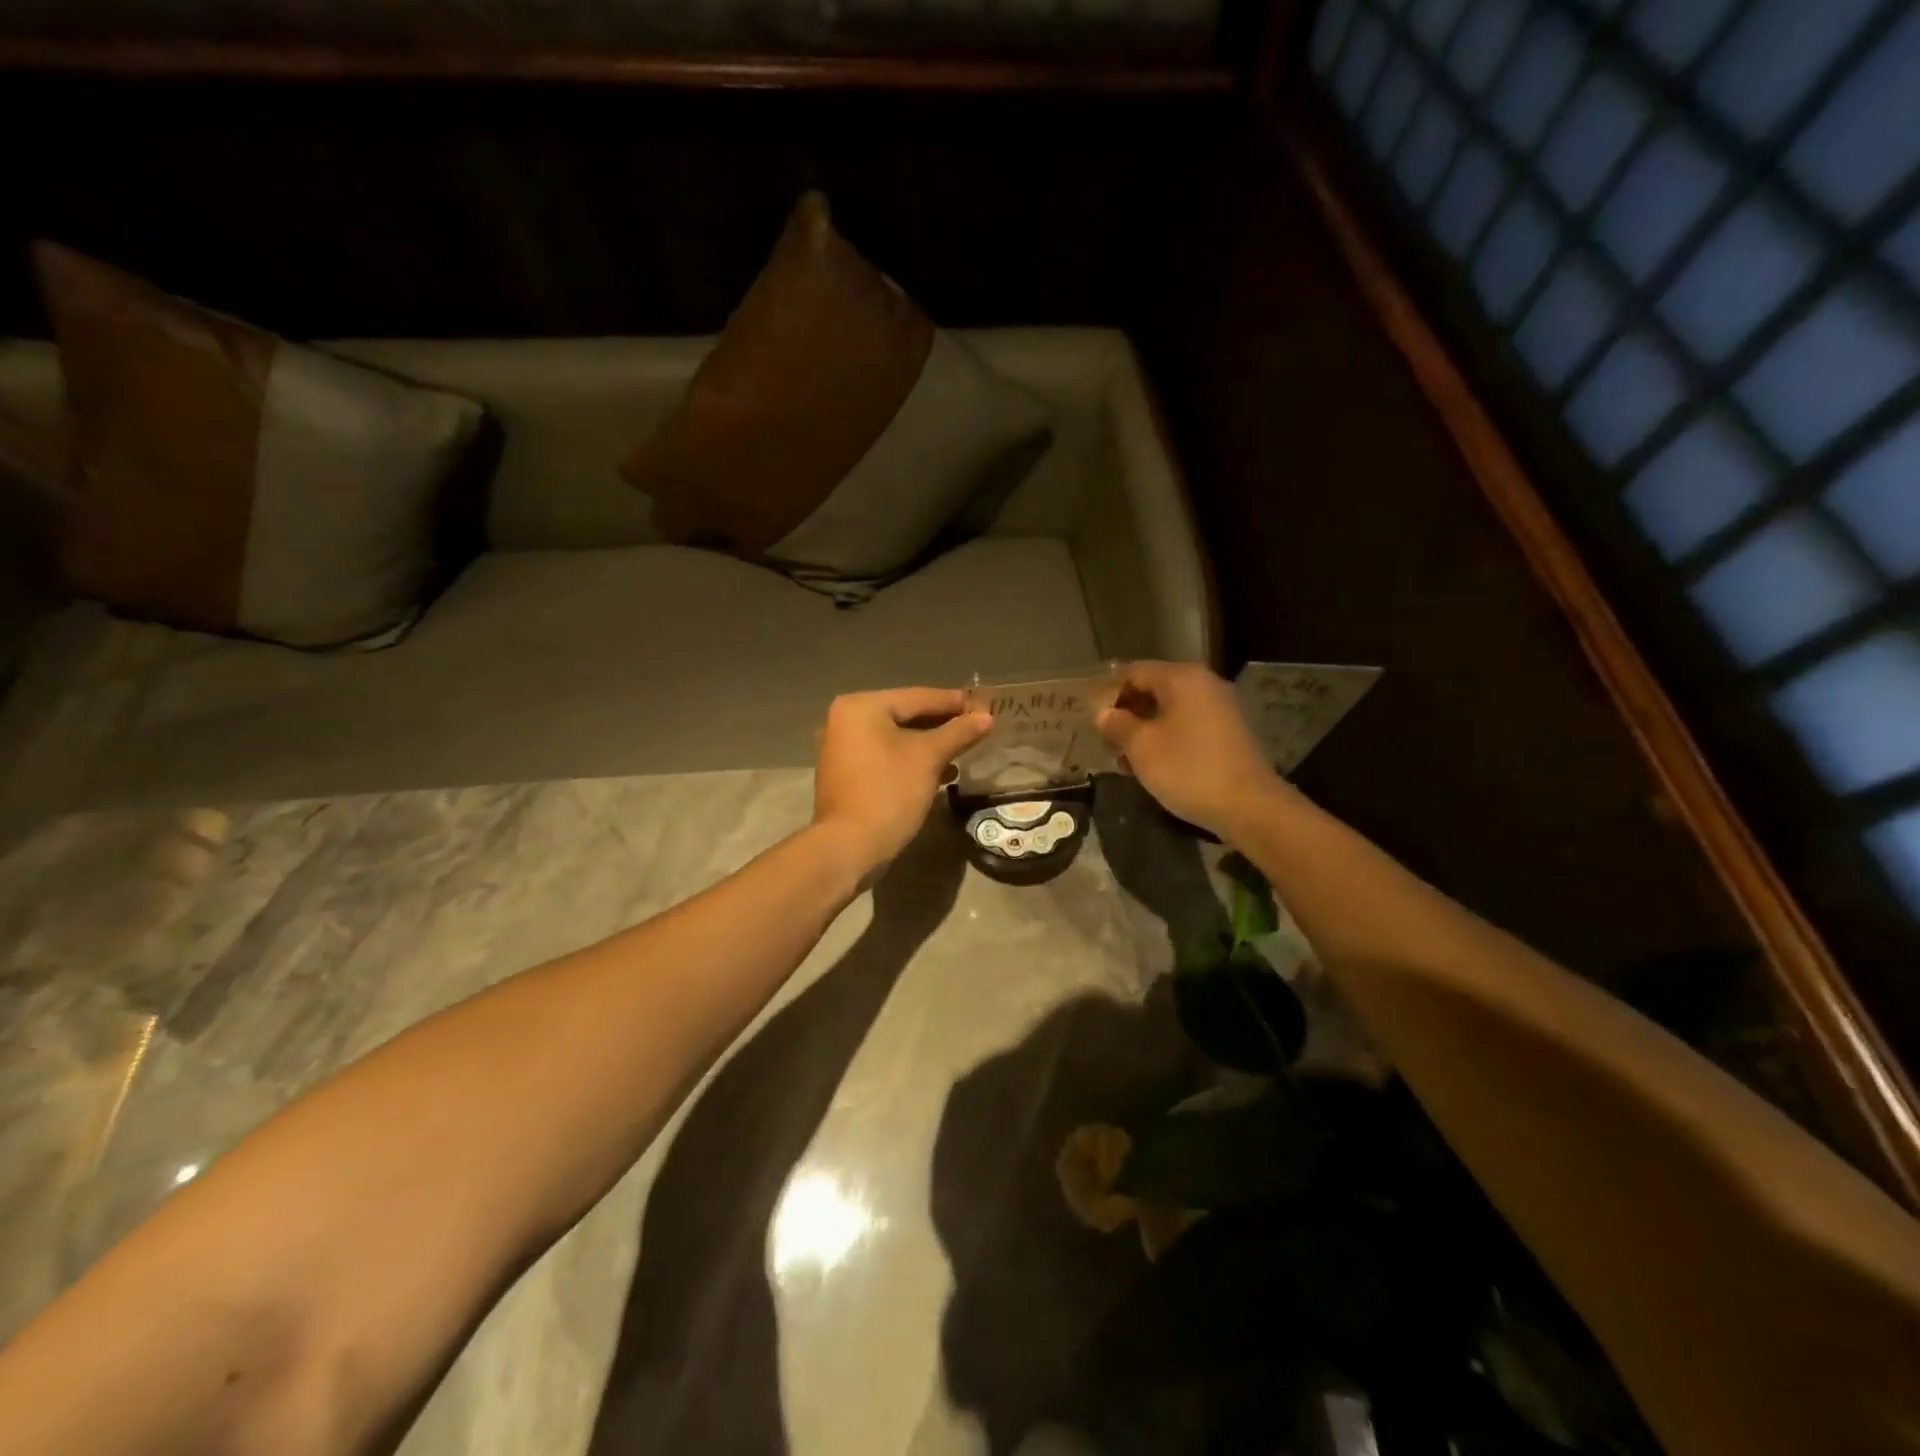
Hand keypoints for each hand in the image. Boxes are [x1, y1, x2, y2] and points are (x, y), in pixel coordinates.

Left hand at [813, 687, 992, 875]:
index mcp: (861, 706)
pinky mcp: (846, 774)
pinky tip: (940, 772)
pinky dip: (910, 760)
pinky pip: (884, 756)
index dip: (953, 702)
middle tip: (976, 727)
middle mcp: (844, 720)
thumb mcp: (929, 758)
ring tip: (963, 751)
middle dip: (942, 725)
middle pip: (904, 715)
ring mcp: (841, 748)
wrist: (850, 847)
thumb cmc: (889, 792)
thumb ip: (958, 733)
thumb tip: (986, 717)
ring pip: (895, 738)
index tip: (984, 705)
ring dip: (929, 745)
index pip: (917, 697)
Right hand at [1095, 661, 1292, 840]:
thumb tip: (1102, 713)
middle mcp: (1203, 684)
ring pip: (1169, 710)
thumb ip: (1117, 724)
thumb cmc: (1188, 769)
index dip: (1107, 693)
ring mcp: (1219, 708)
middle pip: (1152, 689)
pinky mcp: (1227, 733)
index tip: (1091, 720)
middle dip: (1125, 713)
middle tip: (1105, 741)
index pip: (1133, 672)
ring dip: (1143, 729)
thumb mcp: (1141, 747)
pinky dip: (1165, 739)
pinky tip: (1151, 765)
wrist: (1248, 806)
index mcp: (1182, 678)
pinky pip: (1186, 726)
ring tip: (1124, 759)